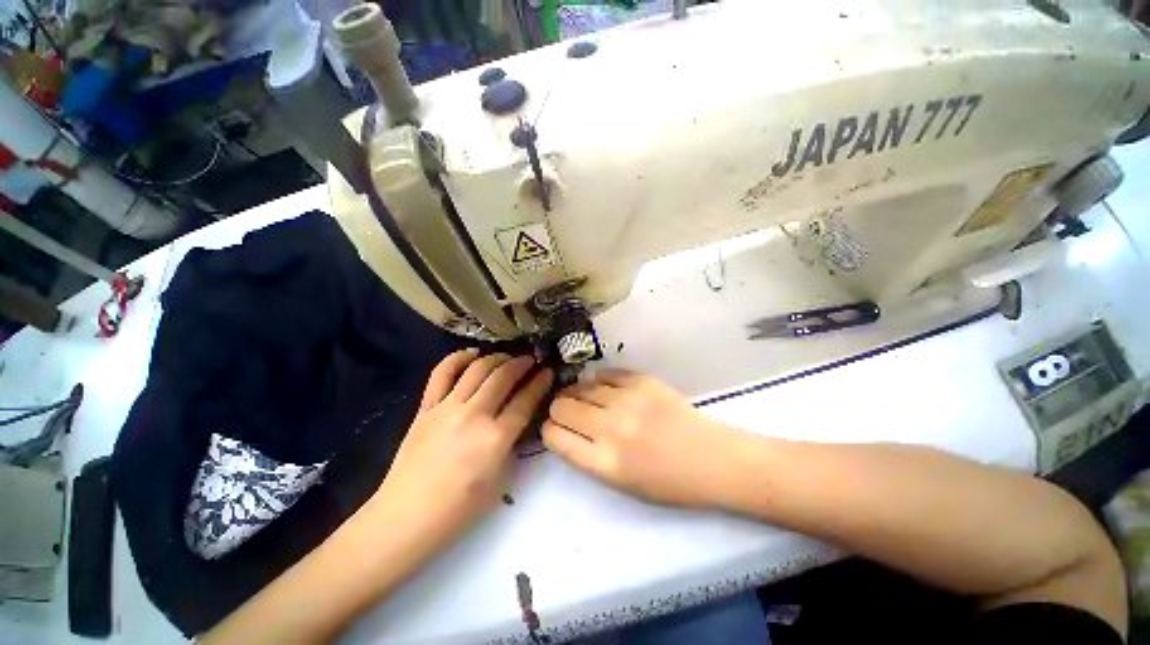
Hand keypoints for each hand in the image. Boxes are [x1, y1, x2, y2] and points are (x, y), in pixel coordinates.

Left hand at [367, 350, 551, 549]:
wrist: (406, 518)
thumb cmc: (459, 508)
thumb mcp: (501, 480)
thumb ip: (513, 445)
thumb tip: (519, 419)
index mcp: (496, 438)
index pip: (525, 400)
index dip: (540, 382)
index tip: (548, 371)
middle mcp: (474, 416)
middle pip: (503, 377)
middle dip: (522, 363)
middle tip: (531, 360)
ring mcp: (447, 408)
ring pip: (477, 369)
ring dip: (497, 357)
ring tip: (507, 358)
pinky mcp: (426, 407)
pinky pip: (442, 373)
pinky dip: (458, 358)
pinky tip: (472, 354)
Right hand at [543, 369, 742, 507]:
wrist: (712, 459)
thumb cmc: (668, 482)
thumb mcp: (620, 483)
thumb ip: (587, 456)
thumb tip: (565, 428)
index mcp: (604, 462)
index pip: (553, 435)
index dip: (549, 429)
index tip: (554, 428)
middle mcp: (610, 427)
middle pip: (560, 405)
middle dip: (559, 409)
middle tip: (570, 411)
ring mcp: (627, 400)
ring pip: (580, 386)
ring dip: (578, 393)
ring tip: (588, 398)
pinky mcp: (642, 380)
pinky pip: (606, 373)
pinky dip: (601, 380)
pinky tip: (607, 388)